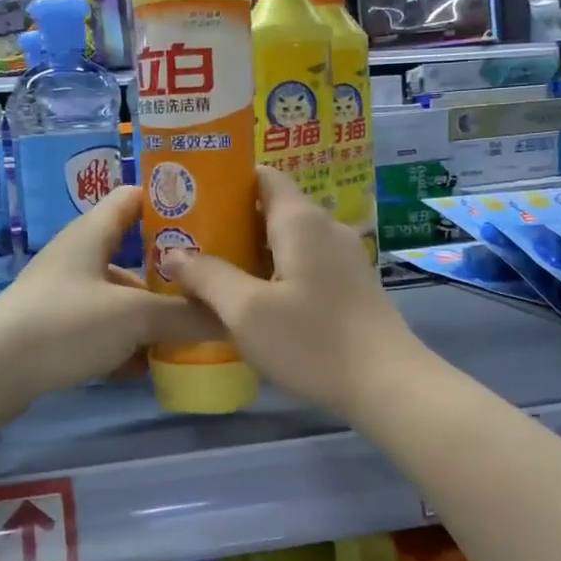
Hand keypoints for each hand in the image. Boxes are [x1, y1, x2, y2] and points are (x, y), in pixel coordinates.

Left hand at [0, 186, 214, 427]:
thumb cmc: (66, 323)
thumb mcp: (133, 317)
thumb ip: (185, 316)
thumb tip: (232, 318)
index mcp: (93, 232)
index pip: (135, 197)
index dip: (170, 200)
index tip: (211, 216)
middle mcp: (79, 255)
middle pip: (135, 253)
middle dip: (171, 273)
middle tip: (212, 286)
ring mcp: (66, 293)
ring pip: (120, 296)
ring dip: (150, 314)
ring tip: (189, 334)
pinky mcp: (57, 328)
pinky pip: (102, 328)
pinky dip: (125, 342)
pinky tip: (147, 366)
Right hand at [172, 167, 423, 420]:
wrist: (388, 384)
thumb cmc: (312, 340)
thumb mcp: (247, 310)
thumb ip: (208, 276)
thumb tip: (173, 254)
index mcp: (300, 220)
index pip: (261, 176)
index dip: (225, 180)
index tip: (190, 196)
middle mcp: (325, 227)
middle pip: (271, 207)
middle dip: (229, 219)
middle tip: (188, 239)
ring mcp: (342, 256)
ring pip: (286, 238)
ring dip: (249, 248)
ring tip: (210, 268)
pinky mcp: (349, 284)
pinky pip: (303, 261)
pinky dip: (273, 268)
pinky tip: (251, 297)